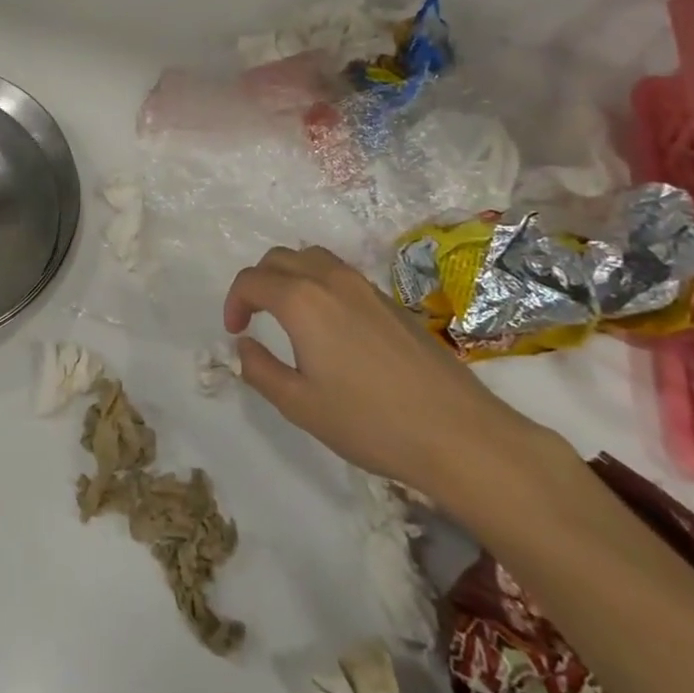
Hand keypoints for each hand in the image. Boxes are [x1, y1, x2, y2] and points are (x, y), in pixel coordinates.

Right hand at [224, 245, 550, 505]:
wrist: (460, 434)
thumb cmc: (371, 422)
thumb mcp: (299, 405)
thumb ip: (260, 370)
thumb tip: (244, 346)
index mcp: (302, 301)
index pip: (251, 281)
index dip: (234, 302)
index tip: (235, 332)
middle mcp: (331, 280)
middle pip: (280, 258)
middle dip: (258, 282)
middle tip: (254, 317)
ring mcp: (366, 287)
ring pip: (313, 258)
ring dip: (289, 276)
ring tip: (287, 312)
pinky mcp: (391, 301)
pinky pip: (341, 274)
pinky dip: (318, 283)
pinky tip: (329, 324)